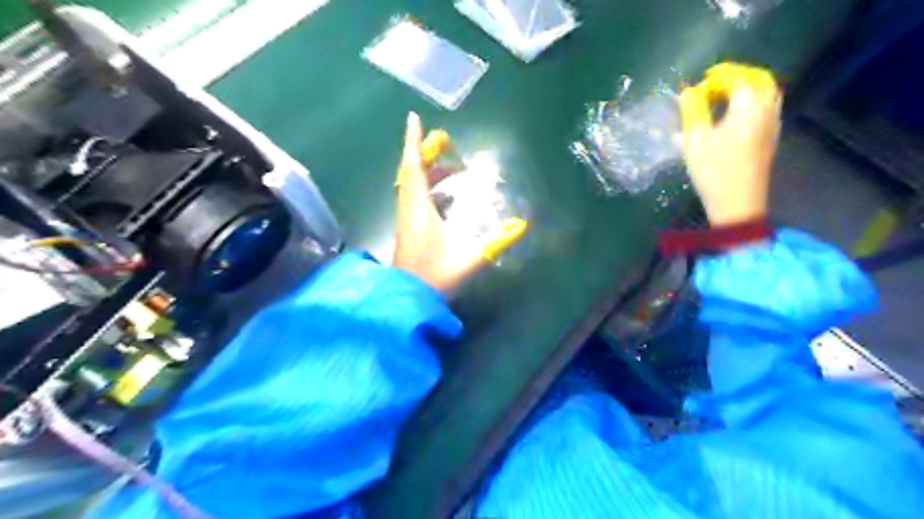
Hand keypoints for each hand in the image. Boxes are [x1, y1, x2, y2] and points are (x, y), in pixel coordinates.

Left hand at [389, 114, 521, 295]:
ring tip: (452, 170)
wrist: (407, 300)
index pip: (414, 167)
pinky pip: (414, 198)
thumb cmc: (436, 277)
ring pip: (411, 185)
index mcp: (419, 208)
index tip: (414, 118)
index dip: (415, 142)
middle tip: (445, 143)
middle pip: (411, 172)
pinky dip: (426, 188)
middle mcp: (408, 209)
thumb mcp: (470, 259)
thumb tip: (522, 224)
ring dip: (428, 171)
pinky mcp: (407, 230)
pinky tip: (444, 197)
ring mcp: (406, 220)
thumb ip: (497, 242)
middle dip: (425, 152)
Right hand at [677, 63, 776, 224]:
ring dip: (743, 90)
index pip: (736, 77)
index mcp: (750, 105)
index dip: (716, 77)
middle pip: (758, 79)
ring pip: (764, 94)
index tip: (696, 87)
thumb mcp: (696, 140)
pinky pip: (764, 108)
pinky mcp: (770, 138)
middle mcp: (767, 109)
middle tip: (712, 85)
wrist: (738, 203)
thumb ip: (692, 111)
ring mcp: (772, 124)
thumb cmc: (714, 170)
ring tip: (719, 99)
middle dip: (734, 77)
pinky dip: (749, 103)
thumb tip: (687, 92)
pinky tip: (730, 117)